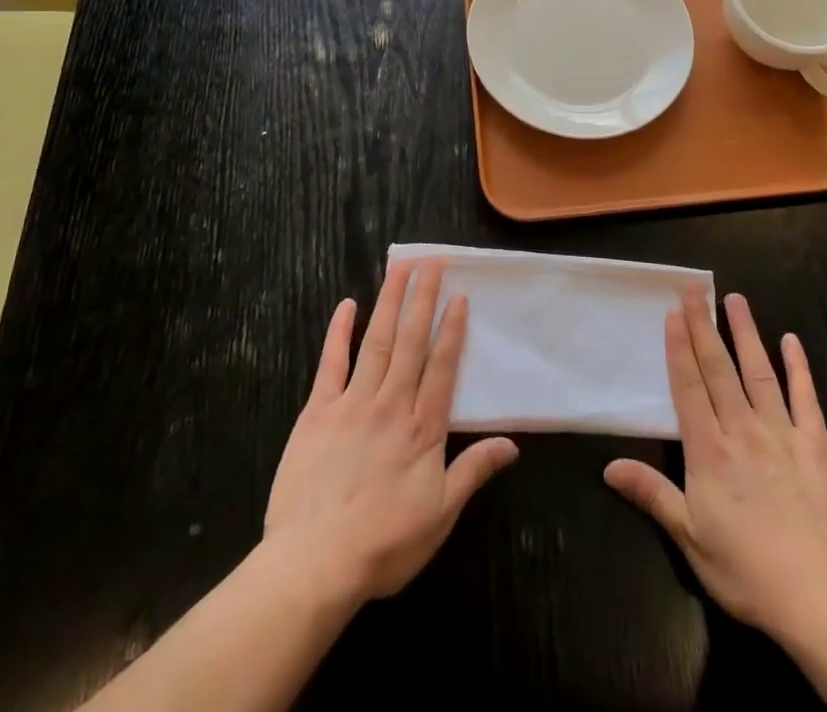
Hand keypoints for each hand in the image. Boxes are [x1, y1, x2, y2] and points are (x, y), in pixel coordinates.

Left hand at [263, 258, 517, 607]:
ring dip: (390, 301)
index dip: (452, 329)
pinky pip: (331, 363)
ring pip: (377, 341)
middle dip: (423, 298)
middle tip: (432, 261)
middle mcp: (392, 403)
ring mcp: (353, 403)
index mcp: (422, 427)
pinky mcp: (318, 411)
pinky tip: (346, 305)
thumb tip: (512, 443)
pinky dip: (339, 332)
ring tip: (401, 268)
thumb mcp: (440, 516)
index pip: (442, 366)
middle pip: (411, 341)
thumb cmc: (383, 544)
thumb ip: (473, 472)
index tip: (459, 295)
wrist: (314, 564)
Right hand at [604, 290, 826, 642]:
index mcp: (709, 450)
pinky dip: (798, 367)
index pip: (688, 386)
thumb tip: (608, 466)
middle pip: (718, 369)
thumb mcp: (689, 538)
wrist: (820, 596)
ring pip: (758, 372)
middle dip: (704, 326)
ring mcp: (782, 433)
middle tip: (695, 289)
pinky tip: (792, 340)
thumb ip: (652, 494)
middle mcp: (742, 429)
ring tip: (735, 299)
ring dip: (745, 333)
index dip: (679, 347)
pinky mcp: (816, 446)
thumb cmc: (747, 570)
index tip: (673, 312)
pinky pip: (805, 398)